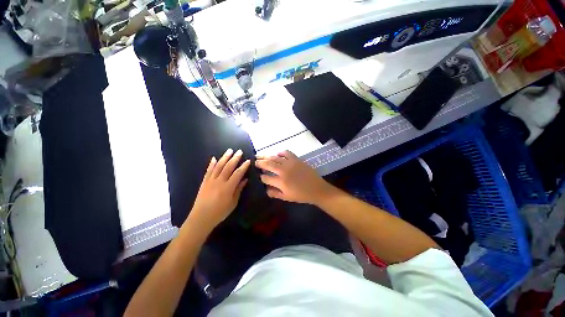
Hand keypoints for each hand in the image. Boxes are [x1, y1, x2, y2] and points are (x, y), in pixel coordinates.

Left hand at [187, 149, 250, 230]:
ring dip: (224, 157)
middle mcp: (219, 181)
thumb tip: (245, 179)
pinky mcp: (204, 182)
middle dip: (235, 158)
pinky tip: (214, 158)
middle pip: (228, 167)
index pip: (238, 173)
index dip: (243, 166)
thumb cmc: (219, 212)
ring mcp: (210, 180)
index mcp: (228, 187)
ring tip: (229, 151)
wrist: (201, 218)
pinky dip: (212, 164)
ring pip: (218, 166)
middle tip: (239, 151)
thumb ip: (239, 190)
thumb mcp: (233, 203)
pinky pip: (208, 171)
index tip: (248, 160)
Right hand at [255, 150, 333, 204]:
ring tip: (259, 155)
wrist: (317, 189)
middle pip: (267, 164)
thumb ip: (274, 193)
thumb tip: (265, 189)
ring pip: (274, 158)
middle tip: (254, 161)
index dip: (261, 177)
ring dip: (266, 156)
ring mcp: (290, 163)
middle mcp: (283, 171)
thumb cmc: (301, 195)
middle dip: (259, 163)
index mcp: (280, 182)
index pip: (265, 177)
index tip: (259, 176)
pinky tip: (277, 154)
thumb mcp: (286, 198)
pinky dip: (280, 152)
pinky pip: (286, 152)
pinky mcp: (296, 159)